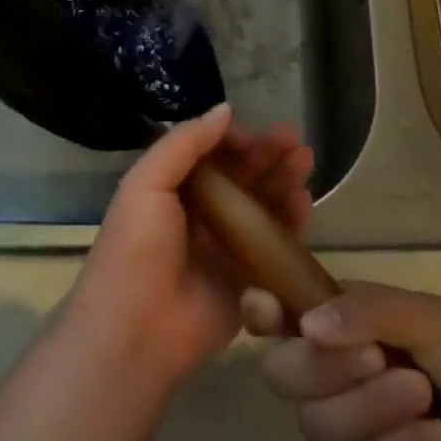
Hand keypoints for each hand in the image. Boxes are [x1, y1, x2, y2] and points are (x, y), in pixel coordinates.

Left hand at [63, 105, 313, 388]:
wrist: (136, 331)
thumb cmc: (136, 249)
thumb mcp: (146, 184)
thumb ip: (184, 143)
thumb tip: (224, 109)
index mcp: (171, 189)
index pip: (210, 153)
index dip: (234, 139)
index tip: (256, 133)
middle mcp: (201, 213)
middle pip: (241, 176)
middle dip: (267, 154)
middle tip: (294, 139)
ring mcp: (226, 246)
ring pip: (262, 205)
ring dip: (283, 180)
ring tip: (304, 162)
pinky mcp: (248, 278)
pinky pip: (275, 244)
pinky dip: (291, 220)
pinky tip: (304, 200)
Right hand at [244, 282, 440, 440]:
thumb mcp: (426, 317)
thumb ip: (367, 310)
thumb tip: (306, 325)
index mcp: (338, 320)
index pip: (278, 312)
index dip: (261, 311)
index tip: (264, 311)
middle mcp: (328, 368)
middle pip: (282, 372)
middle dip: (329, 369)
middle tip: (380, 359)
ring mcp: (343, 423)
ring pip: (316, 423)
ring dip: (375, 411)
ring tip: (426, 401)